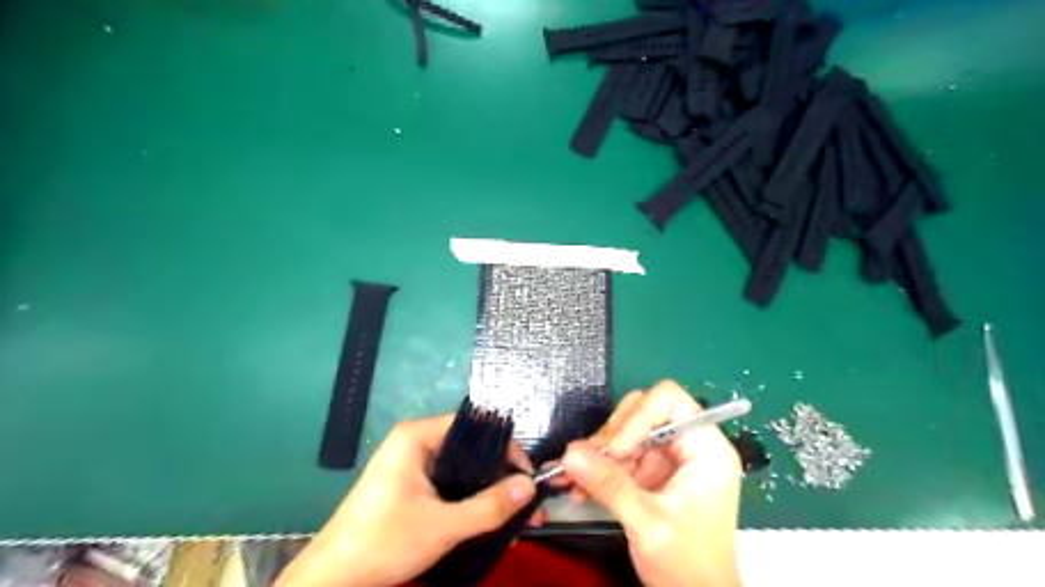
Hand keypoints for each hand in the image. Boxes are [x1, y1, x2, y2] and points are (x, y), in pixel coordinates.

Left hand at [277, 414, 539, 586]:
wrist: (331, 581)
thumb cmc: (383, 542)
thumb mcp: (443, 525)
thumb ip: (489, 506)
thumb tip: (530, 486)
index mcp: (417, 436)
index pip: (475, 425)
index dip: (506, 448)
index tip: (527, 477)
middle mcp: (415, 443)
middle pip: (471, 448)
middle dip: (501, 476)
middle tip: (527, 503)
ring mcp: (411, 465)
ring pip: (462, 470)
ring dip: (488, 492)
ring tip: (515, 518)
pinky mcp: (409, 487)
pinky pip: (449, 485)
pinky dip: (470, 500)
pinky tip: (489, 522)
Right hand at [564, 380, 741, 585]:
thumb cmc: (689, 566)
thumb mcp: (649, 523)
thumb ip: (610, 485)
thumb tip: (570, 454)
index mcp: (705, 447)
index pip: (668, 400)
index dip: (637, 417)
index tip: (613, 450)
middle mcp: (687, 445)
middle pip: (642, 410)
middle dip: (612, 435)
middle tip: (586, 462)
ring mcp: (667, 458)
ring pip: (625, 431)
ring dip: (598, 452)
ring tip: (574, 475)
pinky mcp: (651, 472)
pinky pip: (619, 454)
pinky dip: (598, 466)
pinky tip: (579, 485)